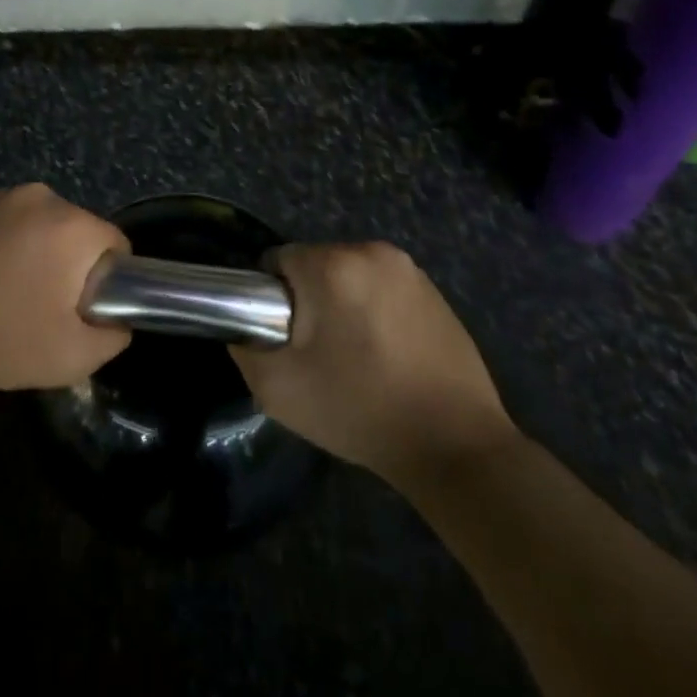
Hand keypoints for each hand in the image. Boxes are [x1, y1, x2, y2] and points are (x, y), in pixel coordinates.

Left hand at [0, 184, 130, 393]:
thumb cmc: (0, 340)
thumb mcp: (73, 357)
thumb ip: (114, 336)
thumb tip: (117, 320)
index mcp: (73, 225)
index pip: (115, 244)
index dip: (108, 280)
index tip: (83, 310)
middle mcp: (39, 197)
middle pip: (74, 231)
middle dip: (68, 264)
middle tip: (43, 308)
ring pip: (35, 225)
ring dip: (31, 252)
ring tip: (3, 295)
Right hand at [231, 242, 517, 483]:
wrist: (454, 445)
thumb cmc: (359, 410)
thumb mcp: (279, 388)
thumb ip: (244, 347)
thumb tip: (241, 327)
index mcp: (332, 264)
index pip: (278, 261)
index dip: (273, 300)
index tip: (287, 340)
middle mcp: (371, 252)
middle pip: (316, 265)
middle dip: (310, 301)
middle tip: (319, 354)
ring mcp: (409, 270)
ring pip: (350, 276)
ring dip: (343, 304)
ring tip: (355, 358)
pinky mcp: (435, 291)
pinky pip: (383, 289)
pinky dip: (376, 311)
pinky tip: (387, 356)